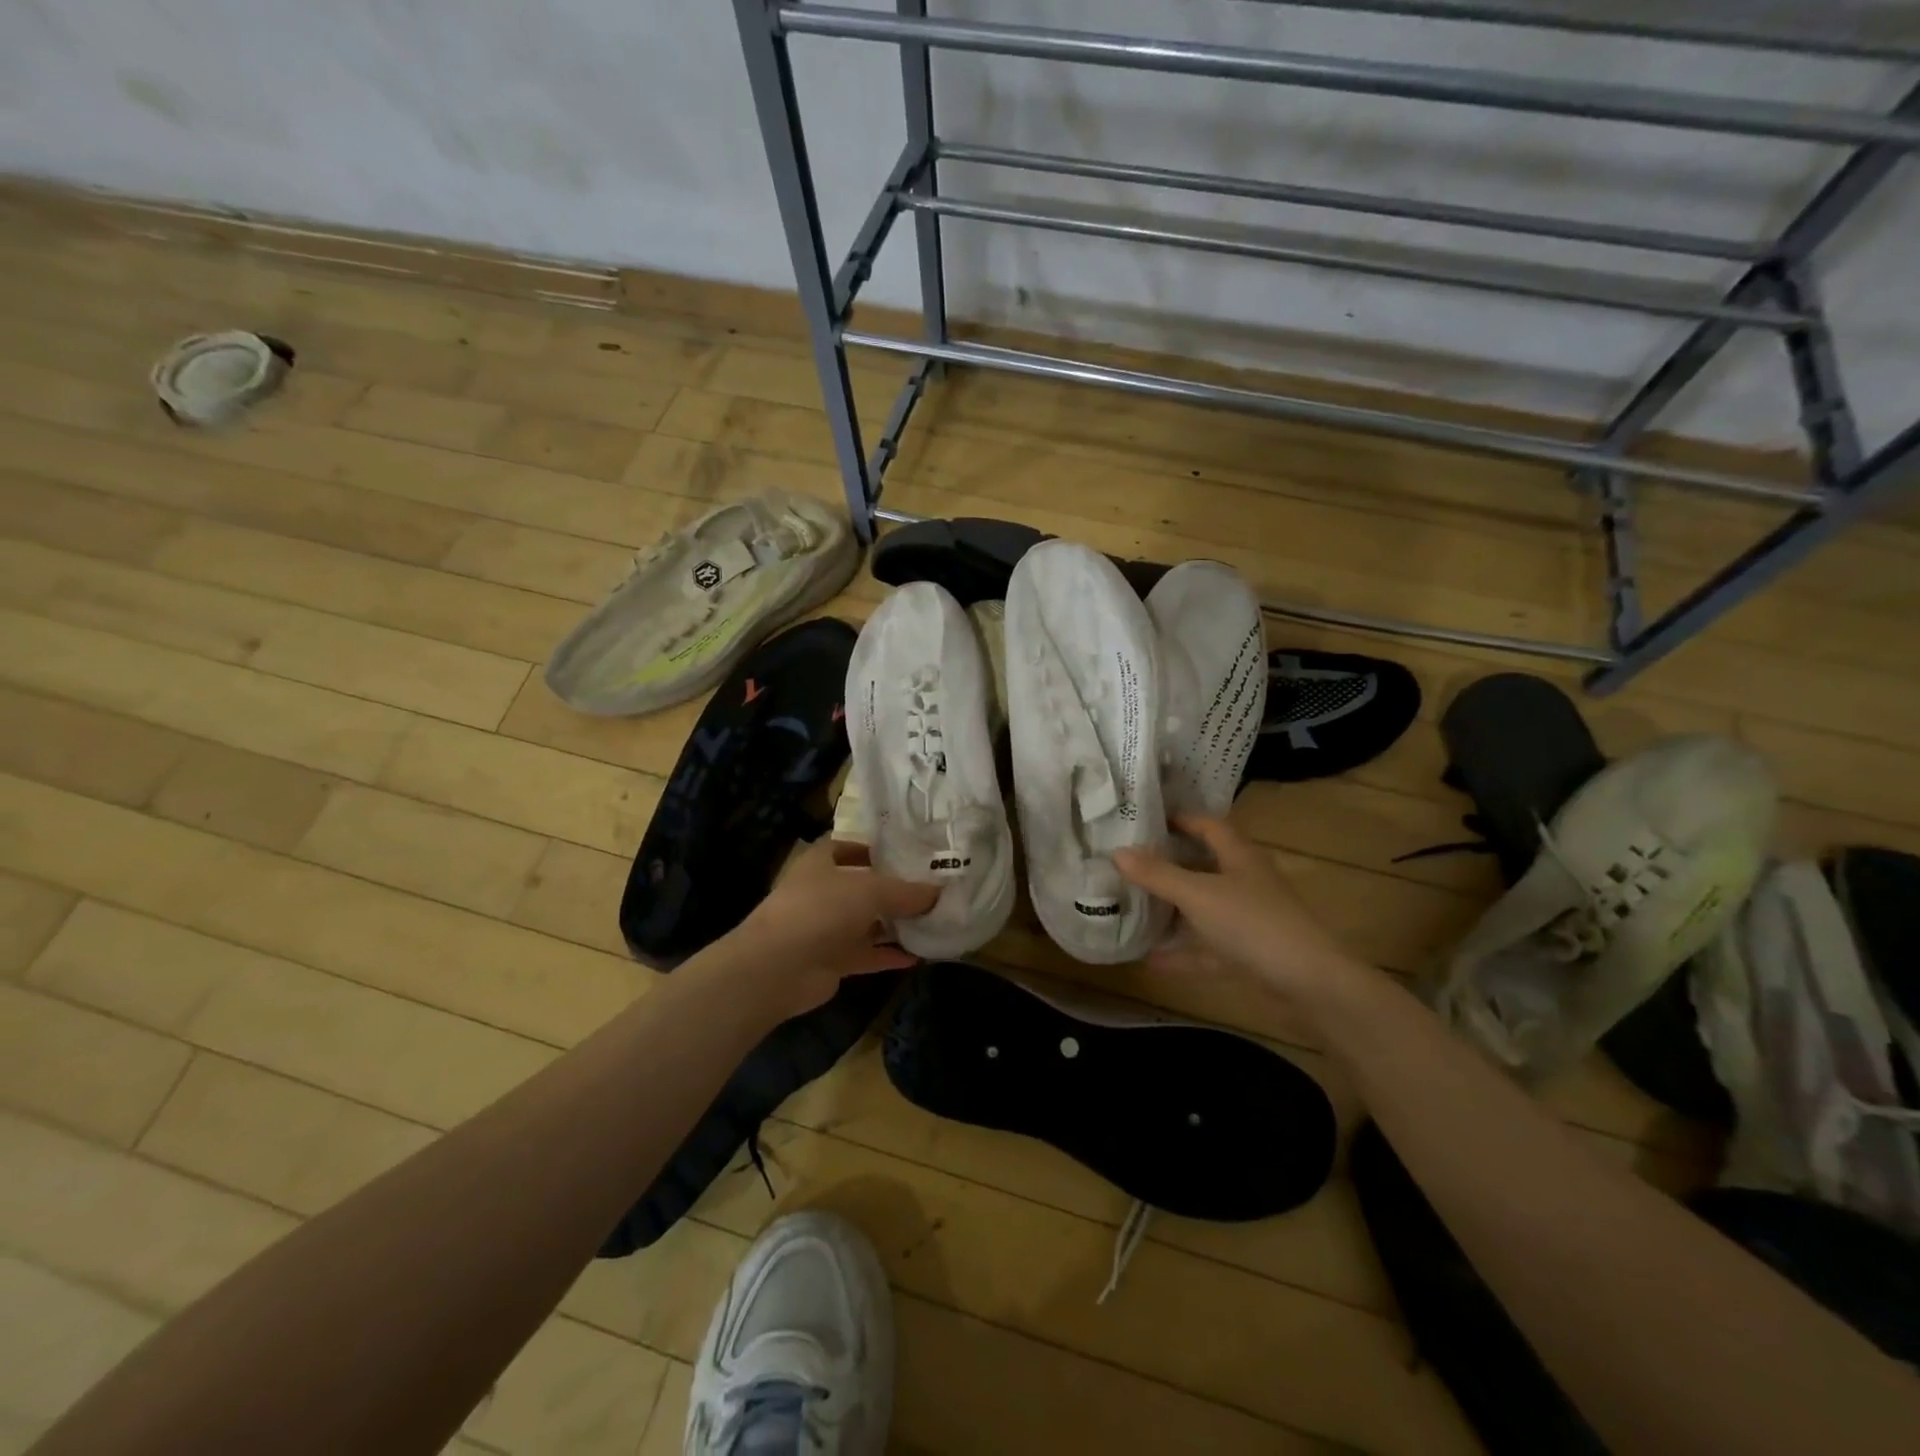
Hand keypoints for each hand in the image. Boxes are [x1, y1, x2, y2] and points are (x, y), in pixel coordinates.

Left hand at [733, 838, 938, 1015]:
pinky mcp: (832, 959)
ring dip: (896, 924)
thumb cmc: (821, 910)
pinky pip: (867, 954)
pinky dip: (890, 955)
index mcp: (822, 861)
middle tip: (934, 888)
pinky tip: (919, 956)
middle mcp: (823, 891)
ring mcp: (826, 927)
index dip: (879, 847)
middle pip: (864, 885)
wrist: (778, 968)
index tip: (913, 852)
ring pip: (867, 922)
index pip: (851, 845)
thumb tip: (938, 892)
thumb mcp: (870, 890)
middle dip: (896, 888)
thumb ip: (906, 891)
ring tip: (934, 920)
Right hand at [1114, 815, 1362, 1005]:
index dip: (1179, 819)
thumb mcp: (1197, 894)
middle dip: (1169, 864)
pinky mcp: (1249, 954)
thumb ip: (1156, 874)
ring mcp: (1249, 919)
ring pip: (1205, 908)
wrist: (1308, 983)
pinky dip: (1182, 952)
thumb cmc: (1252, 923)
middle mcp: (1245, 882)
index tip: (1144, 821)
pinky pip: (1207, 948)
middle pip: (1204, 866)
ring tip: (1134, 906)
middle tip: (1129, 863)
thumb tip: (1116, 852)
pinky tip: (1151, 959)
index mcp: (1239, 856)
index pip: (1208, 825)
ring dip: (1174, 910)